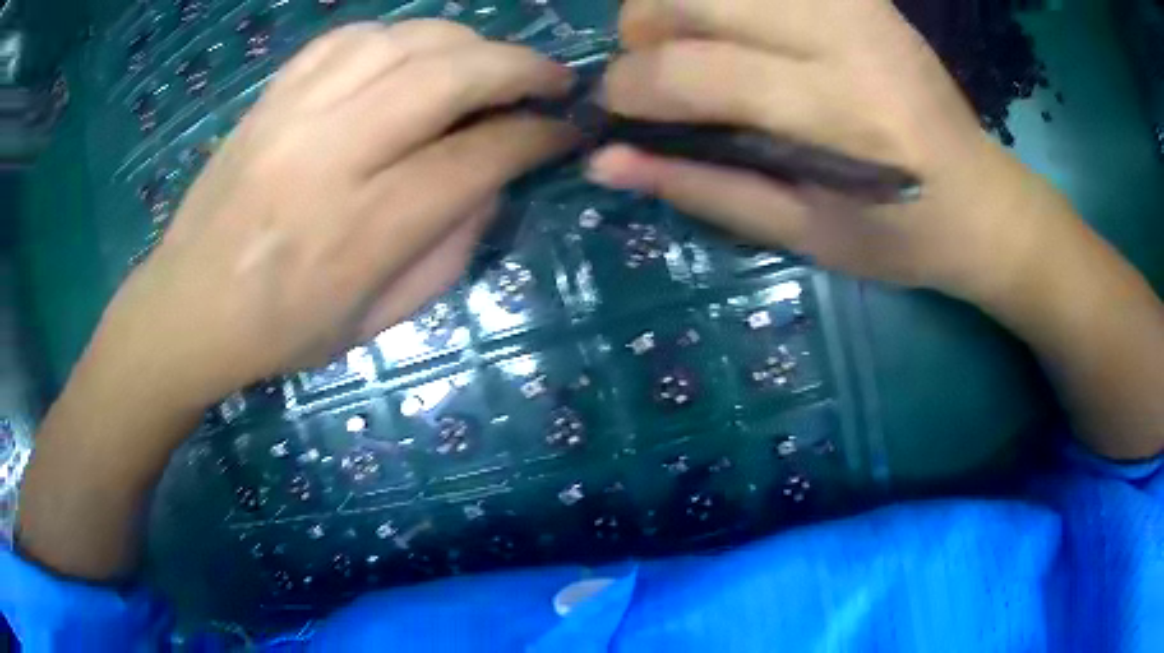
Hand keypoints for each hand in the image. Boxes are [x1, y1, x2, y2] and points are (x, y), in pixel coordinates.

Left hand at [88, 20, 574, 409]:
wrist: (186, 308)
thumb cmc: (281, 332)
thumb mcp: (379, 322)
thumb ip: (449, 249)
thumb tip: (493, 180)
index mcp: (361, 231)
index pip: (478, 157)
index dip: (536, 136)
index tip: (564, 130)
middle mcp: (330, 155)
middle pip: (449, 76)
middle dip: (520, 67)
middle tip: (552, 78)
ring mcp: (294, 114)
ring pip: (404, 39)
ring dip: (466, 41)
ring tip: (487, 64)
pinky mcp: (271, 95)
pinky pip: (349, 37)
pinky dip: (399, 35)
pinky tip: (414, 56)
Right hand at [588, 0, 1074, 304]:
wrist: (981, 200)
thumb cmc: (900, 237)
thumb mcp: (802, 235)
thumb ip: (701, 189)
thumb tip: (605, 162)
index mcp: (839, 115)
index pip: (694, 70)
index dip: (630, 88)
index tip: (618, 114)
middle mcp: (845, 39)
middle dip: (641, 31)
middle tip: (654, 73)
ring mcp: (854, 4)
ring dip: (676, 4)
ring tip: (689, 45)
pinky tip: (734, 27)